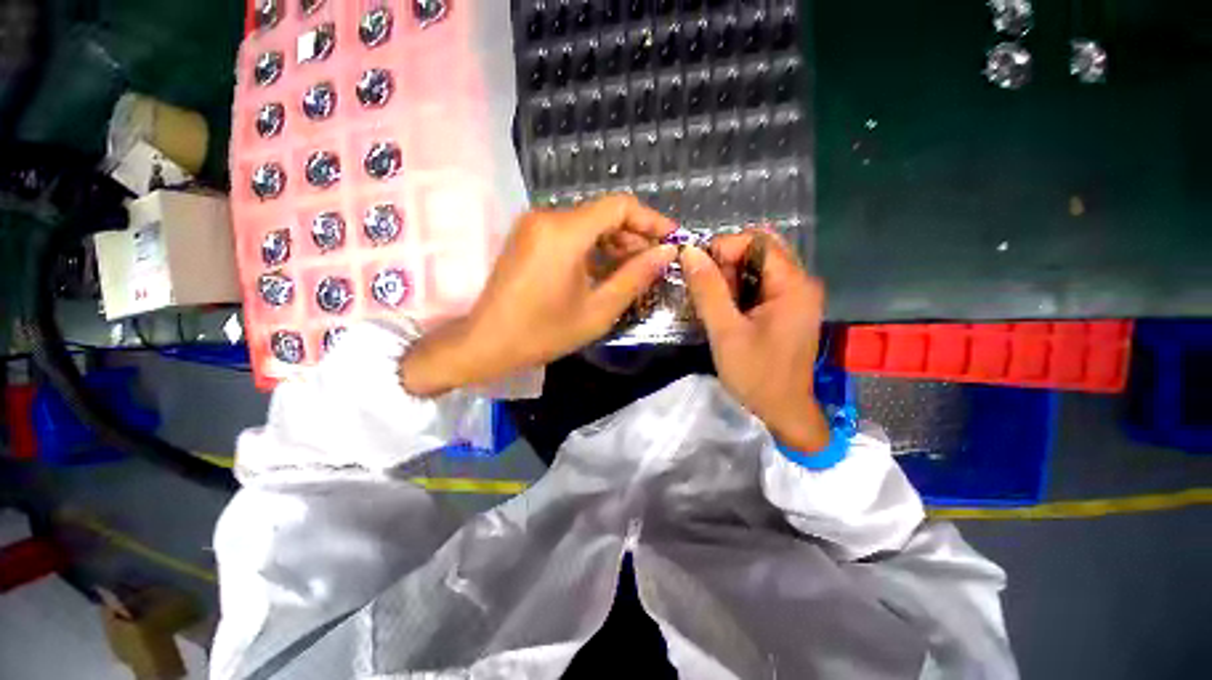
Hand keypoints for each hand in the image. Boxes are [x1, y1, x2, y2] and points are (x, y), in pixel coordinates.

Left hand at [401, 195, 677, 395]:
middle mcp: (547, 217)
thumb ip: (635, 277)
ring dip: (614, 243)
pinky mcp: (528, 237)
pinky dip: (592, 248)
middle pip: (603, 213)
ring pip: (587, 223)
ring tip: (633, 271)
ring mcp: (533, 225)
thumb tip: (667, 253)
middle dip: (634, 235)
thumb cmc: (543, 332)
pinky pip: (570, 233)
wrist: (486, 343)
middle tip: (654, 263)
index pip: (619, 206)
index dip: (651, 219)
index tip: (672, 239)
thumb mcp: (598, 310)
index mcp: (564, 232)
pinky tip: (605, 271)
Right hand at [680, 230, 829, 451]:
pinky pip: (760, 285)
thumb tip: (689, 251)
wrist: (782, 411)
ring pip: (757, 268)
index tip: (697, 271)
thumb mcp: (725, 332)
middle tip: (706, 290)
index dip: (723, 249)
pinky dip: (739, 291)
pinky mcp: (787, 309)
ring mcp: (796, 296)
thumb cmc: (756, 374)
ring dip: (731, 278)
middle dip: (727, 264)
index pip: (757, 241)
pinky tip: (727, 311)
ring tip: (714, 304)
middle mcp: (801, 283)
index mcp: (793, 285)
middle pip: (759, 251)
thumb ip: (707, 290)